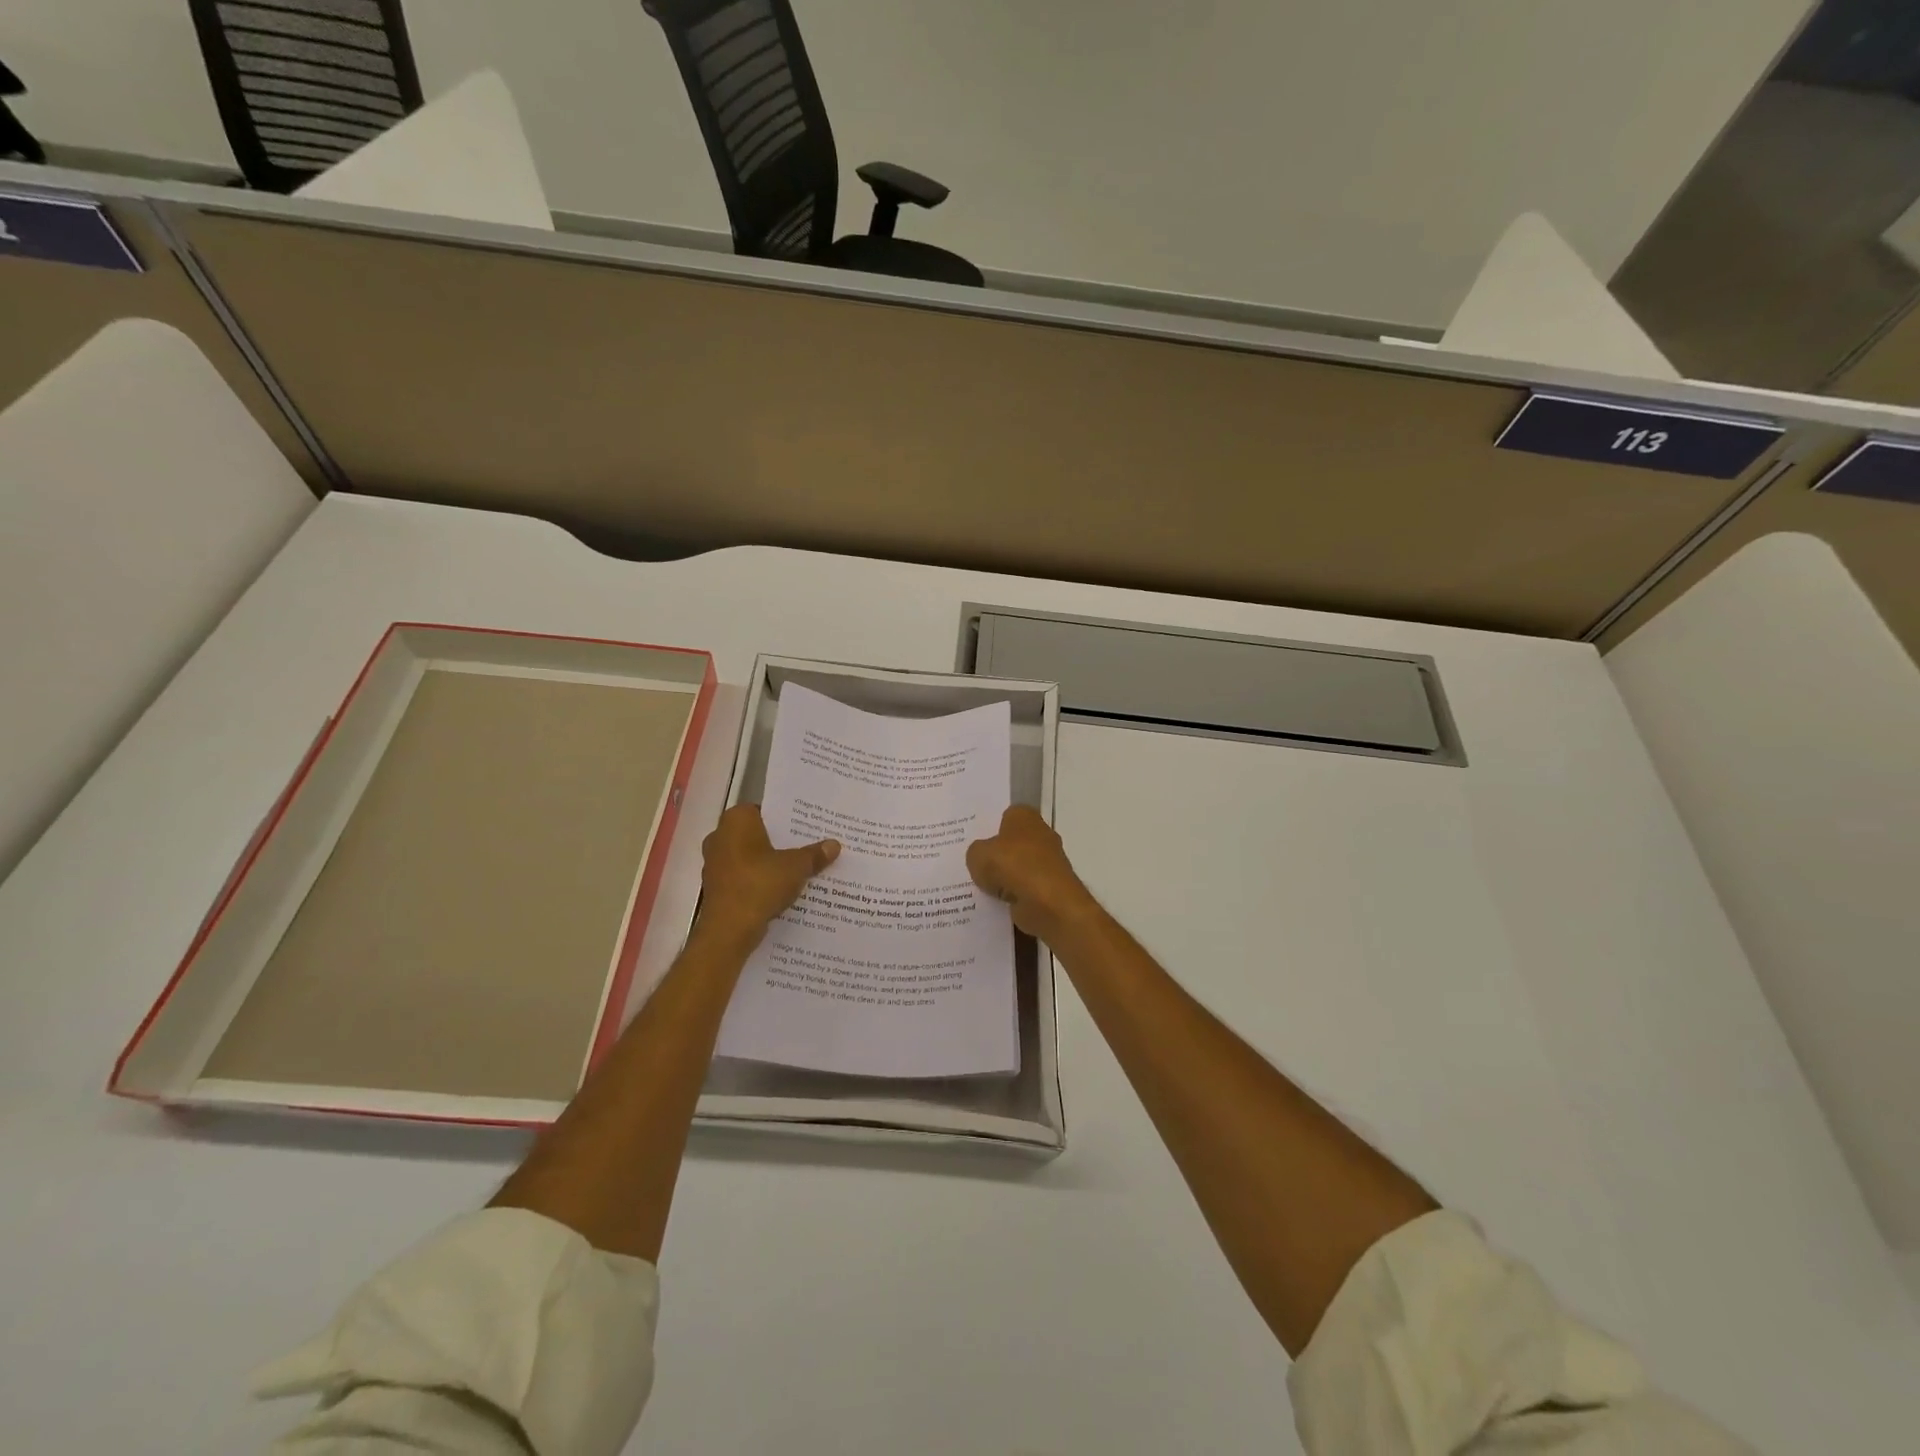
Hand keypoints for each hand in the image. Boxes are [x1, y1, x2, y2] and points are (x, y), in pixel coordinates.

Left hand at [696, 805, 838, 945]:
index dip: (786, 819)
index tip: (806, 827)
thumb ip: (815, 854)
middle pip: (757, 834)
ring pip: (750, 857)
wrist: (729, 929)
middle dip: (780, 842)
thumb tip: (834, 845)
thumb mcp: (796, 867)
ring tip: (799, 869)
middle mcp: (720, 836)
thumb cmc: (760, 884)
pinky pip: (743, 876)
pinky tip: (781, 889)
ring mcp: (715, 863)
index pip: (764, 810)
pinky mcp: (716, 887)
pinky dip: (759, 881)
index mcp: (736, 820)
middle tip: (807, 847)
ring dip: (769, 863)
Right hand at [966, 806, 1100, 942]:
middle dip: (997, 854)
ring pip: (1019, 867)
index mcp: (1024, 816)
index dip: (989, 827)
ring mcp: (1048, 862)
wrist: (1048, 902)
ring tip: (980, 888)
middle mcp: (1041, 834)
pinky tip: (996, 903)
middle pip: (1013, 842)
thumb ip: (976, 852)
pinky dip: (1014, 896)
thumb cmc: (1012, 865)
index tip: (974, 840)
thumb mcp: (977, 855)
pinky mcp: (1051, 887)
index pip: (1005, 816)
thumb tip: (982, 858)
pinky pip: (1025, 889)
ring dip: (1005, 878)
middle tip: (973, 864)